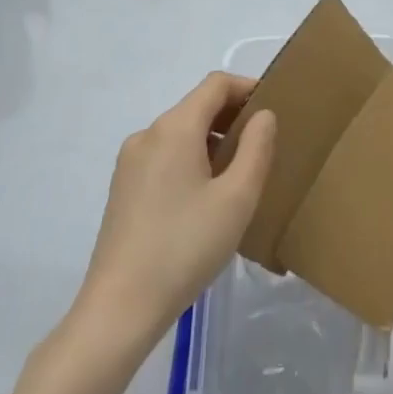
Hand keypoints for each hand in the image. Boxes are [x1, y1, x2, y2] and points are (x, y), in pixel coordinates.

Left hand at [74, 73, 276, 350]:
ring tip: (238, 175)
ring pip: (180, 133)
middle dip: (232, 117)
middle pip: (197, 106)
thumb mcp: (237, 199)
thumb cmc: (185, 248)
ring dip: (212, 140)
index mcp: (175, 127)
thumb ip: (256, 149)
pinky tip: (205, 198)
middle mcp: (148, 134)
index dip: (247, 88)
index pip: (216, 84)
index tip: (273, 109)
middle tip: (263, 146)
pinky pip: (164, 156)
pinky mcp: (122, 188)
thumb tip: (263, 116)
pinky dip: (191, 159)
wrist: (119, 308)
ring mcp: (130, 161)